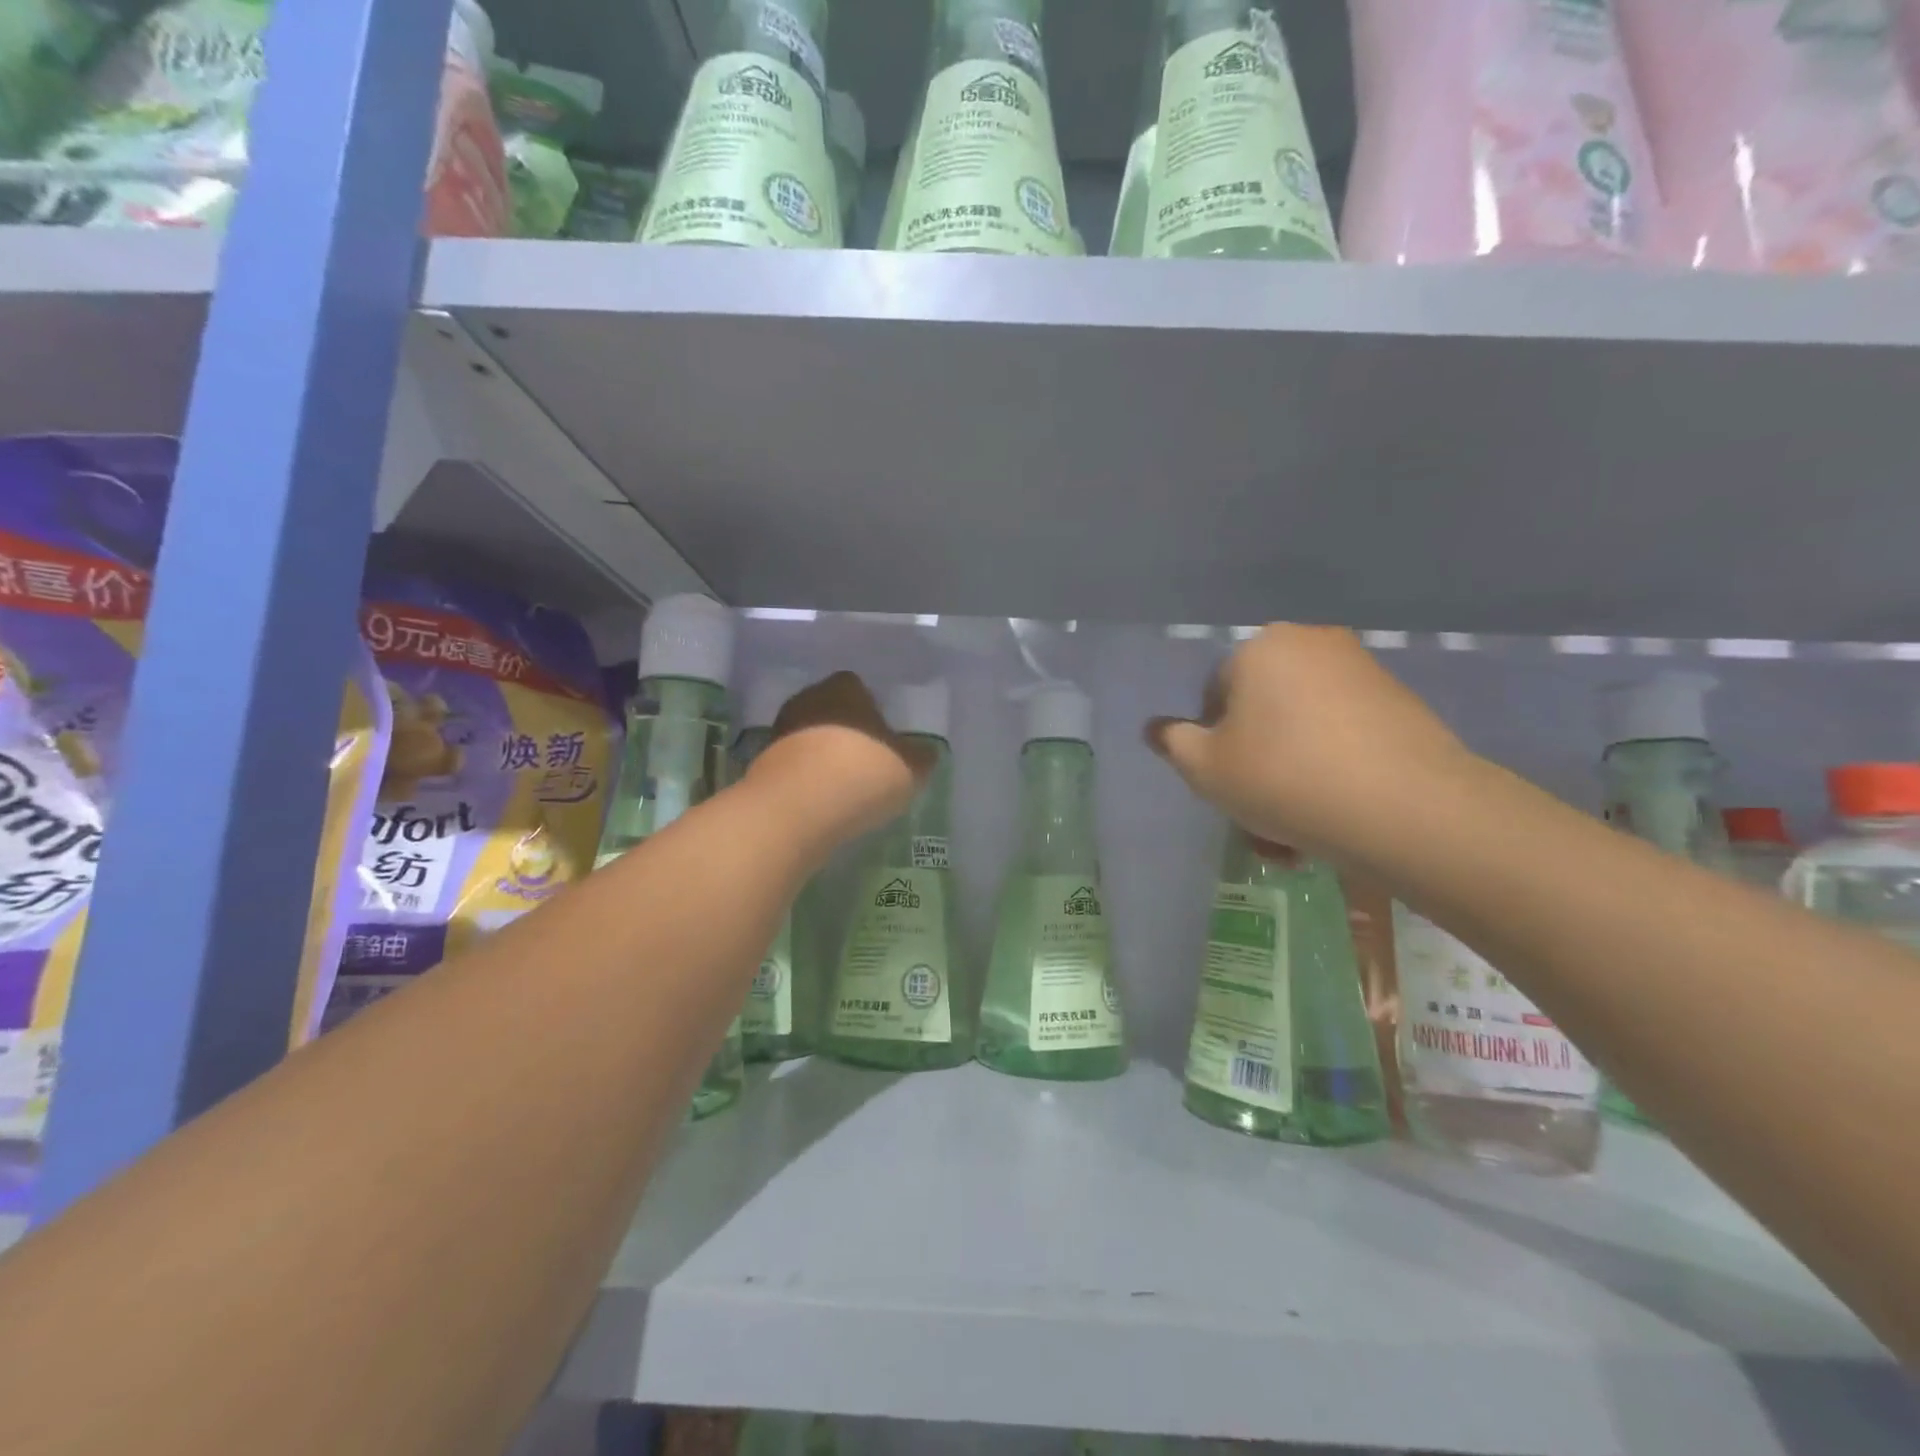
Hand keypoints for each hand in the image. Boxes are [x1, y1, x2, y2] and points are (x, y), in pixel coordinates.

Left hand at [745, 671, 934, 851]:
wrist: (796, 810)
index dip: (872, 710)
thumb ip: (921, 757)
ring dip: (823, 757)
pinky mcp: (761, 766)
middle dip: (846, 732)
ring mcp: (780, 732)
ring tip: (845, 788)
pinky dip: (806, 781)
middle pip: (831, 711)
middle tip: (867, 761)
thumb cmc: (863, 773)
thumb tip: (926, 752)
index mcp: (845, 688)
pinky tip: (822, 803)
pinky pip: (794, 768)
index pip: (858, 686)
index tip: (884, 736)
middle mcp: (808, 700)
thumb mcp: (911, 768)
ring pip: (809, 739)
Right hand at [1145, 625, 1472, 860]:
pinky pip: (1343, 736)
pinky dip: (1330, 771)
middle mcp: (1313, 644)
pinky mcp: (1402, 704)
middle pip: (1262, 711)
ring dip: (1289, 775)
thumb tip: (1156, 728)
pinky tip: (1332, 817)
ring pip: (1302, 729)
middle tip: (1256, 813)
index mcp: (1261, 647)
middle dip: (1253, 762)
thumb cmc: (1283, 778)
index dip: (1211, 742)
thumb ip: (1173, 743)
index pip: (1215, 693)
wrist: (1406, 809)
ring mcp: (1363, 672)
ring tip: (1294, 833)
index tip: (1224, 784)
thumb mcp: (1205, 768)